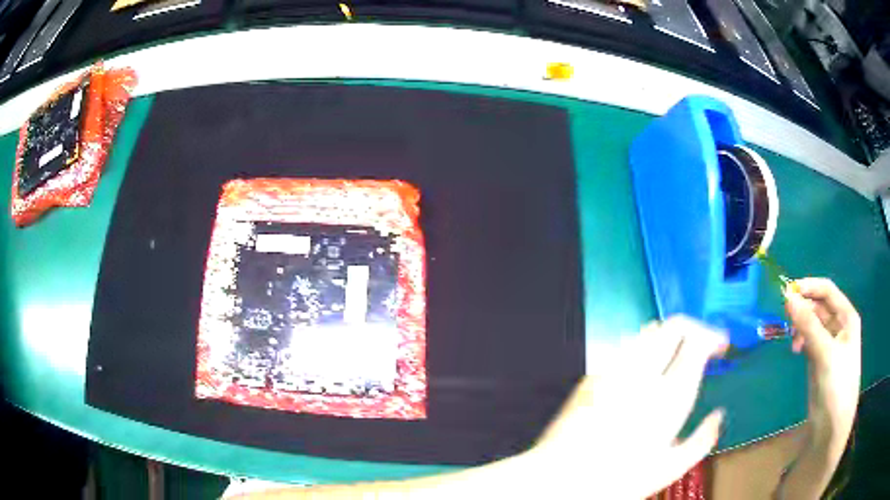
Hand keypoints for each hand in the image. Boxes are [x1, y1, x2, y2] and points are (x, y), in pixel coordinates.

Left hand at [527, 316, 726, 499]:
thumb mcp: (669, 469)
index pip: (697, 341)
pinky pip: (624, 346)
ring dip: (668, 335)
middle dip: (694, 328)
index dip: (713, 337)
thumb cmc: (617, 480)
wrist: (556, 480)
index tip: (721, 347)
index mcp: (669, 395)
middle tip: (702, 344)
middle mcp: (643, 374)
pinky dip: (642, 346)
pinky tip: (643, 368)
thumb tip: (718, 416)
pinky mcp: (592, 375)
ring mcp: (614, 370)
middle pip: (674, 325)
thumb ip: (702, 440)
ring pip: (648, 331)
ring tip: (676, 354)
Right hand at [784, 278, 860, 447]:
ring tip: (792, 341)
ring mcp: (829, 343)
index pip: (827, 291)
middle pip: (819, 306)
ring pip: (812, 323)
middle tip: (785, 319)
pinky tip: (795, 350)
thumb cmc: (837, 384)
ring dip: (800, 326)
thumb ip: (808, 325)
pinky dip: (801, 340)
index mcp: (846, 317)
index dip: (809, 287)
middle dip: (803, 308)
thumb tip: (788, 297)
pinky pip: (809, 339)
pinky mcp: (820, 359)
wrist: (832, 425)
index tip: (788, 291)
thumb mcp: (825, 353)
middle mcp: (839, 325)